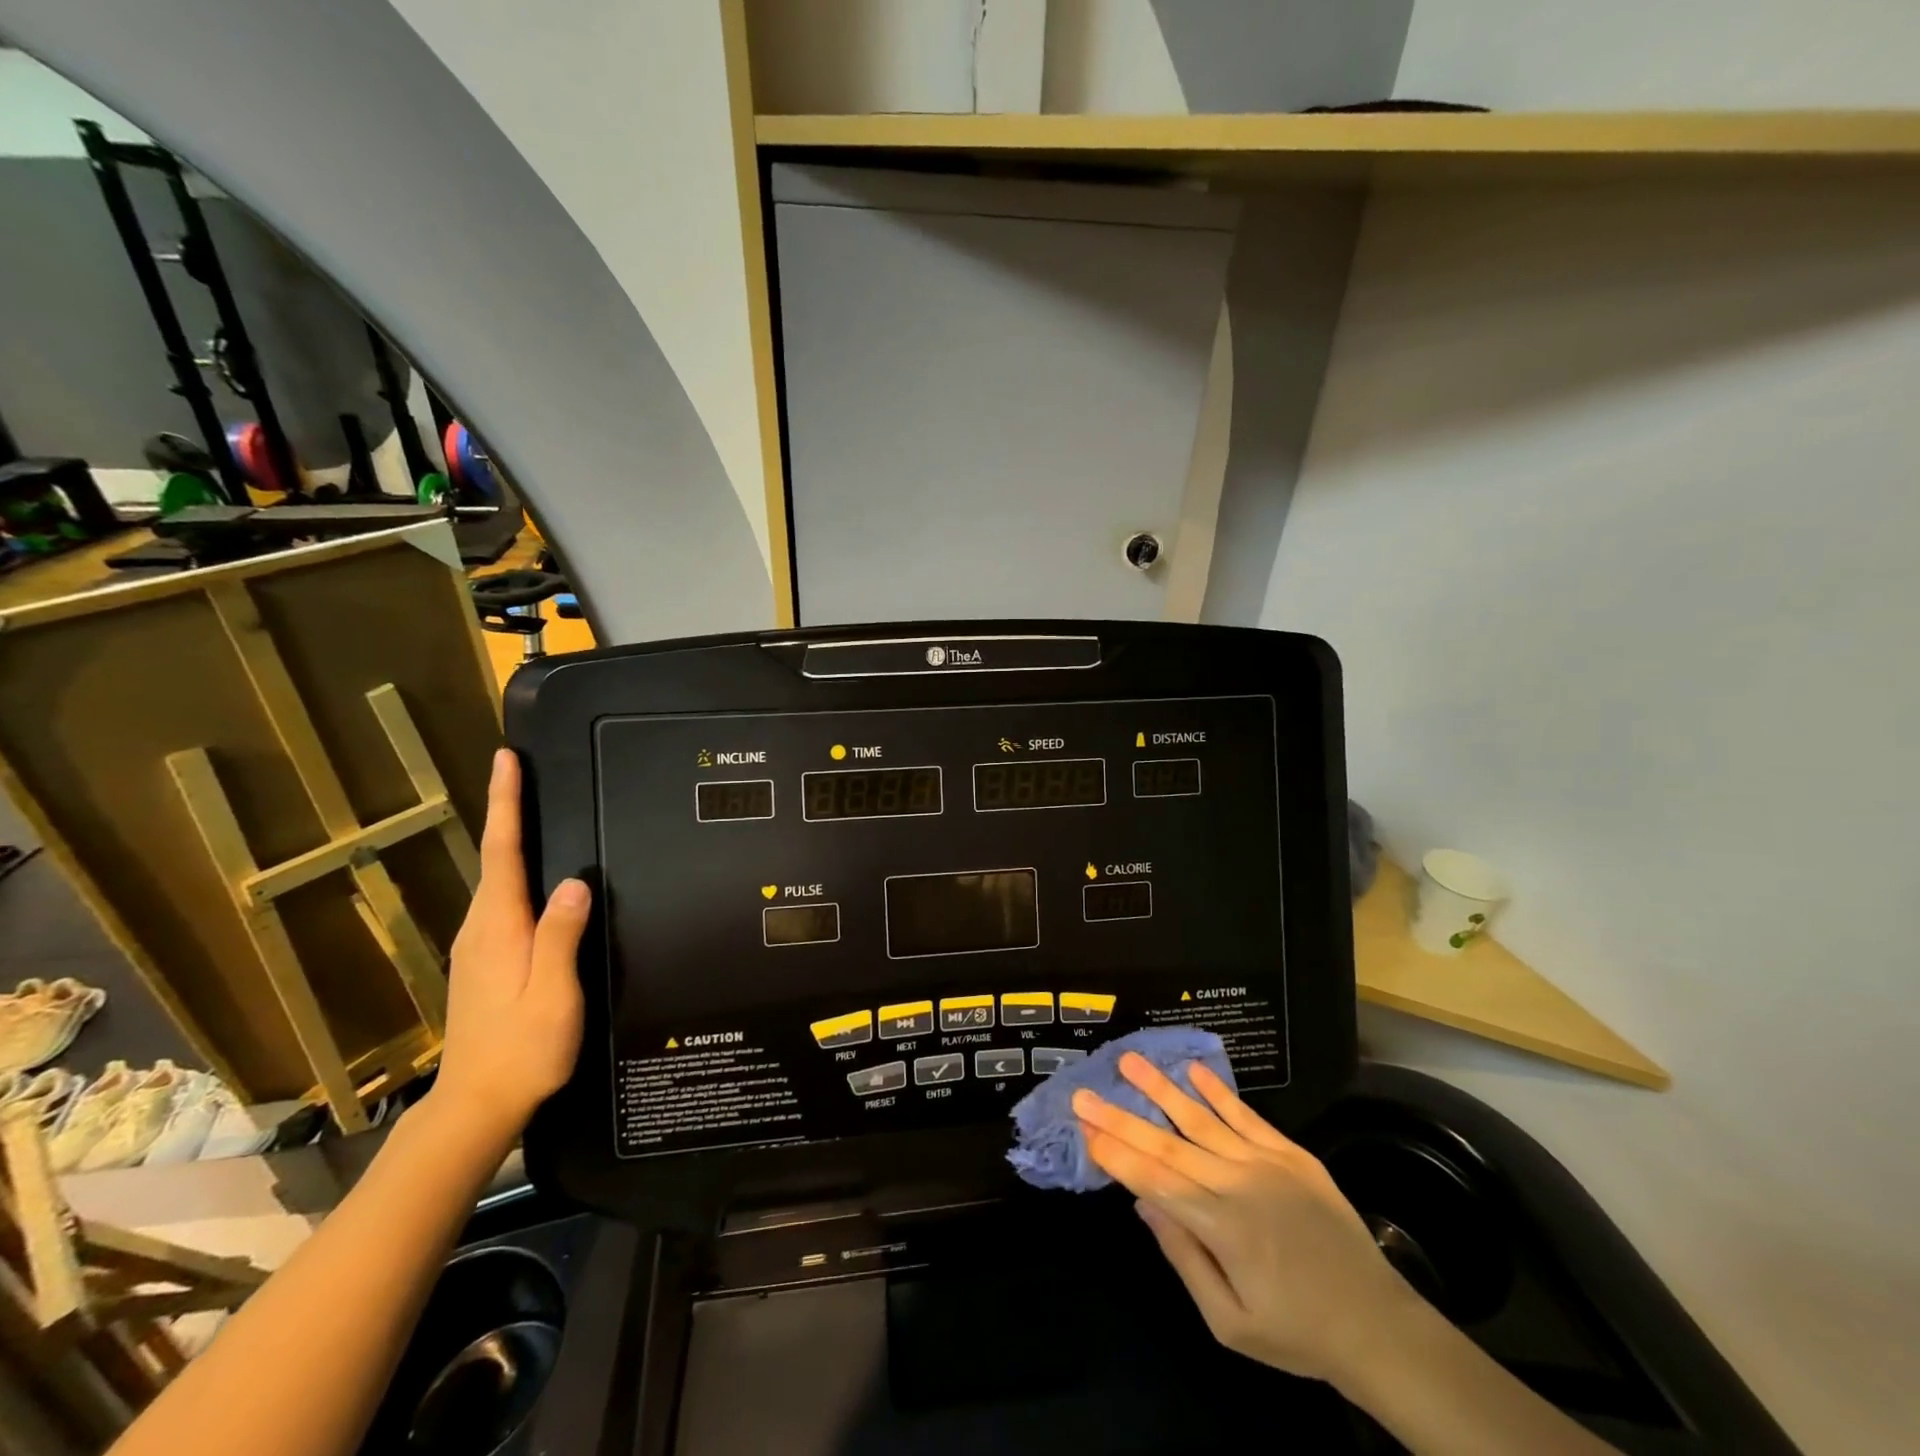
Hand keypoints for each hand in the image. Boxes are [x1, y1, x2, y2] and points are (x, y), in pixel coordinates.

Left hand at [427, 749, 586, 1148]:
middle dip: (506, 811)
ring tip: (531, 810)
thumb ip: (561, 936)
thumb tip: (575, 882)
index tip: (505, 761)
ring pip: (497, 880)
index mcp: (499, 928)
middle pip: (496, 858)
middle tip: (522, 771)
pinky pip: (502, 902)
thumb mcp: (553, 994)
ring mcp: (477, 946)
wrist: (476, 1106)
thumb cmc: (522, 1050)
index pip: (504, 852)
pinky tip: (535, 879)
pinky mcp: (483, 962)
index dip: (505, 804)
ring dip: (510, 840)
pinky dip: (514, 873)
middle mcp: (480, 928)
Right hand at [1073, 1053, 1417, 1387]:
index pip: (1156, 1181)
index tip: (1084, 1128)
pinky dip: (1218, 1092)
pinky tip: (1193, 1070)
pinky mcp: (1291, 1154)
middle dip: (1122, 1117)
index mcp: (1223, 1227)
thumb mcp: (1231, 1323)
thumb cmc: (1296, 1333)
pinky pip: (1247, 1116)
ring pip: (1202, 1119)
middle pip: (1169, 1144)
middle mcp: (1239, 1184)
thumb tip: (1144, 1206)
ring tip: (1129, 1060)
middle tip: (1084, 1091)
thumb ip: (1184, 1259)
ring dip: (1162, 1088)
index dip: (1117, 1153)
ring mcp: (1267, 1163)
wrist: (1378, 1326)